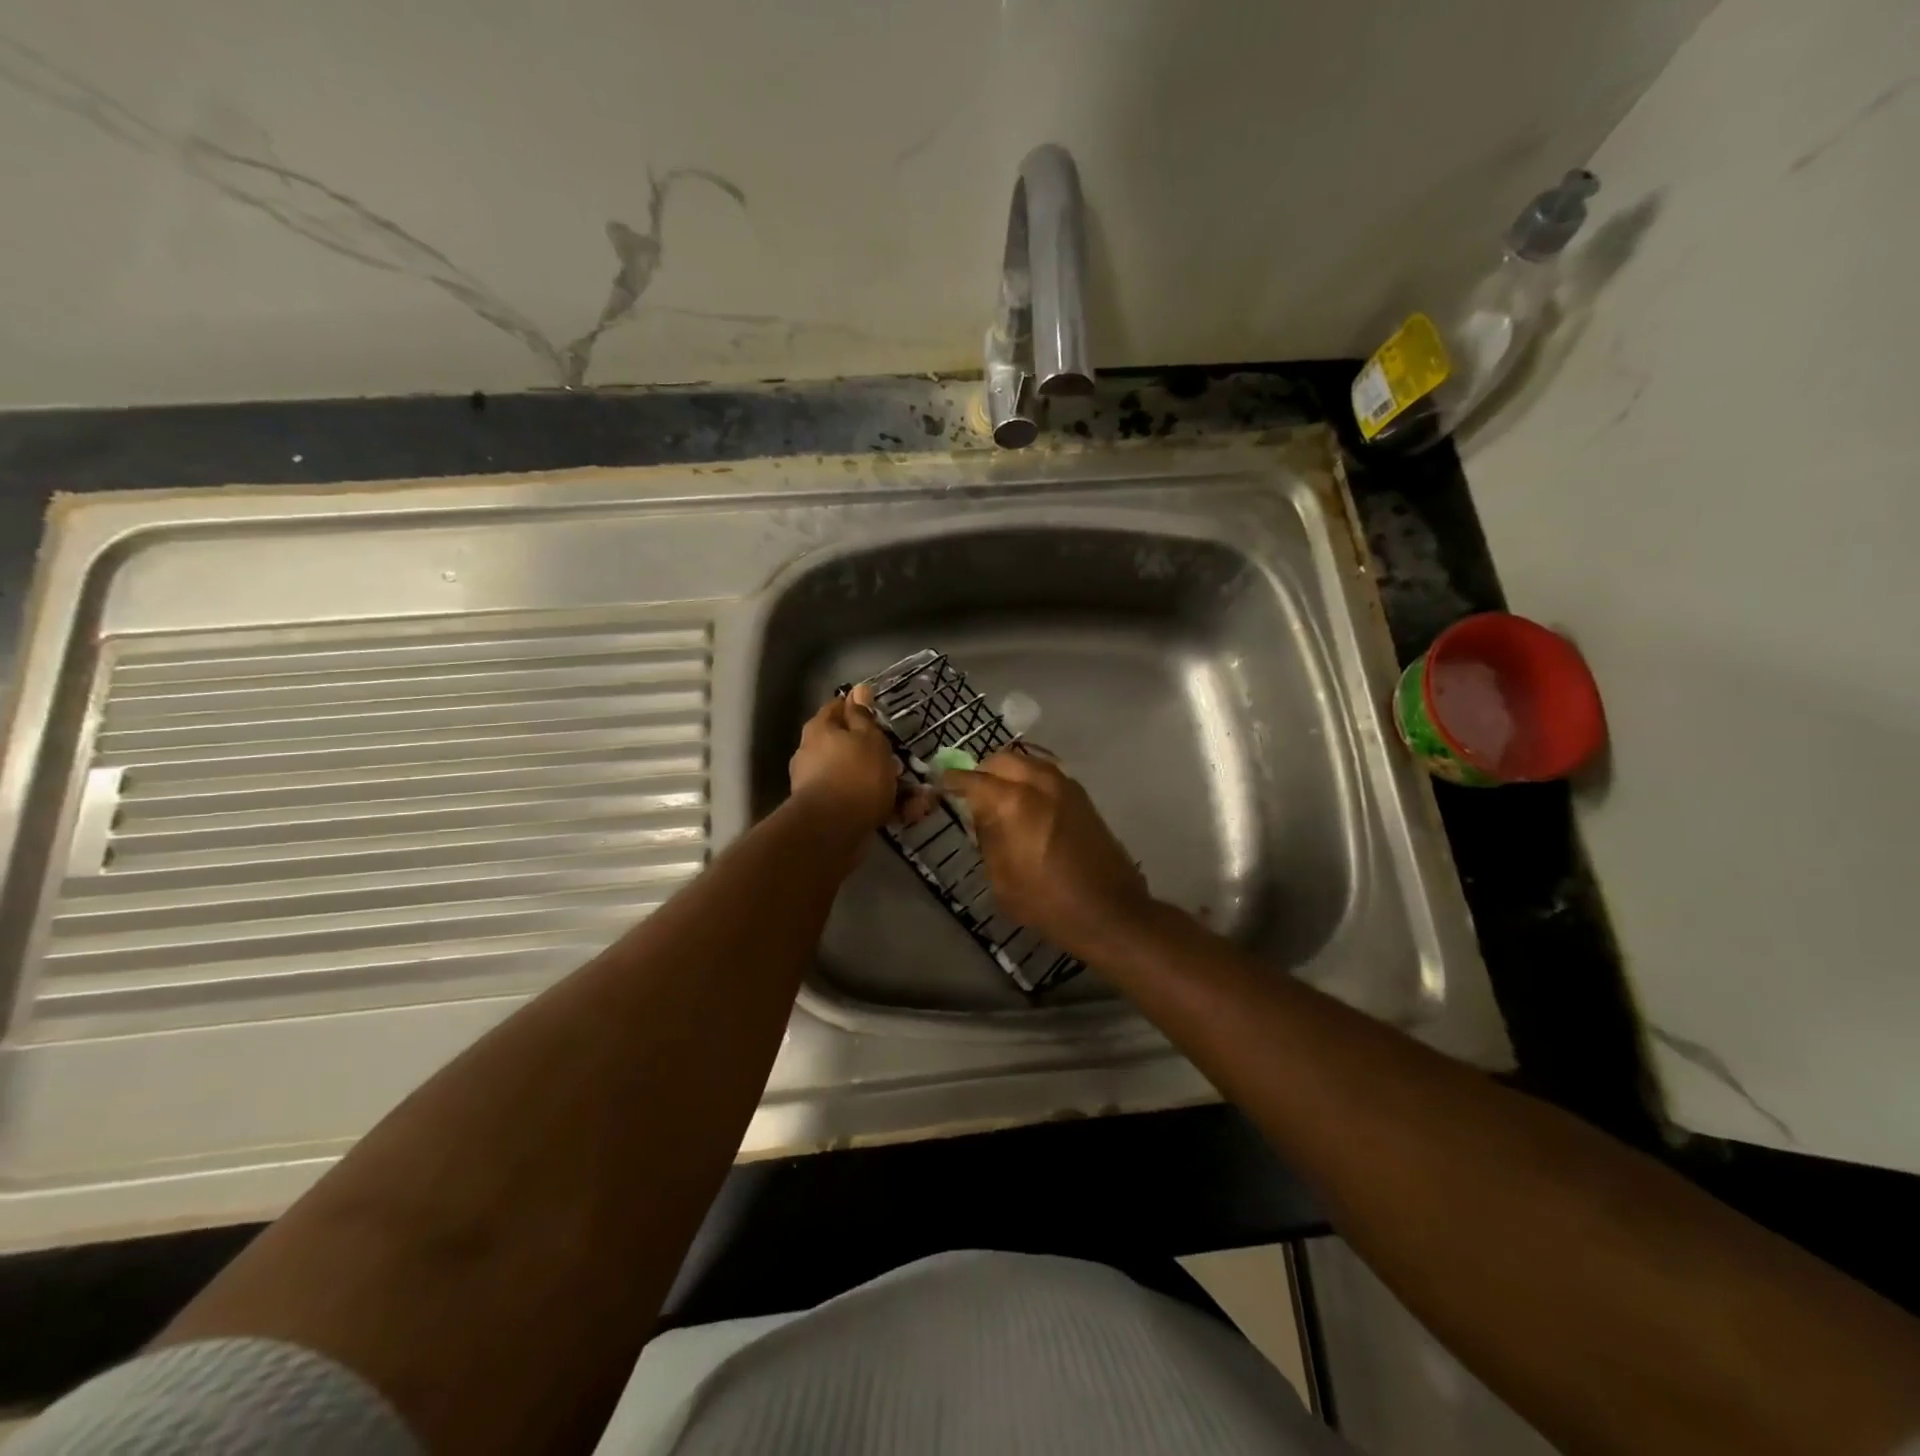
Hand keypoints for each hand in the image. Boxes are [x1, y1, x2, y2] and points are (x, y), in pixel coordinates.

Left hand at [788, 684, 903, 830]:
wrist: (832, 830)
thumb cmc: (855, 774)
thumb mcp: (869, 738)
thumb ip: (864, 716)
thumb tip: (858, 689)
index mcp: (820, 730)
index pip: (839, 707)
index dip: (861, 709)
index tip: (882, 718)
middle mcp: (813, 754)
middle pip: (850, 747)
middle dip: (879, 756)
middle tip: (903, 763)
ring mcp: (818, 784)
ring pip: (859, 777)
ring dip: (887, 785)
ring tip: (918, 797)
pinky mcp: (829, 812)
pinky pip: (860, 802)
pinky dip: (882, 807)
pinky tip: (906, 814)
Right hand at [942, 751, 1150, 958]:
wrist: (1109, 911)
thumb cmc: (1047, 903)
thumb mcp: (1001, 877)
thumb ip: (987, 837)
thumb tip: (979, 812)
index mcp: (1015, 803)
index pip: (975, 779)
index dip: (954, 781)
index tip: (942, 784)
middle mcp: (1041, 783)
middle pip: (1003, 760)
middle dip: (983, 771)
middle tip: (971, 791)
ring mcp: (1066, 786)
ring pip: (1028, 761)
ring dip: (1009, 771)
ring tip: (998, 795)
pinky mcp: (1083, 797)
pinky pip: (1047, 774)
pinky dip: (1030, 778)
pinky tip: (1025, 801)